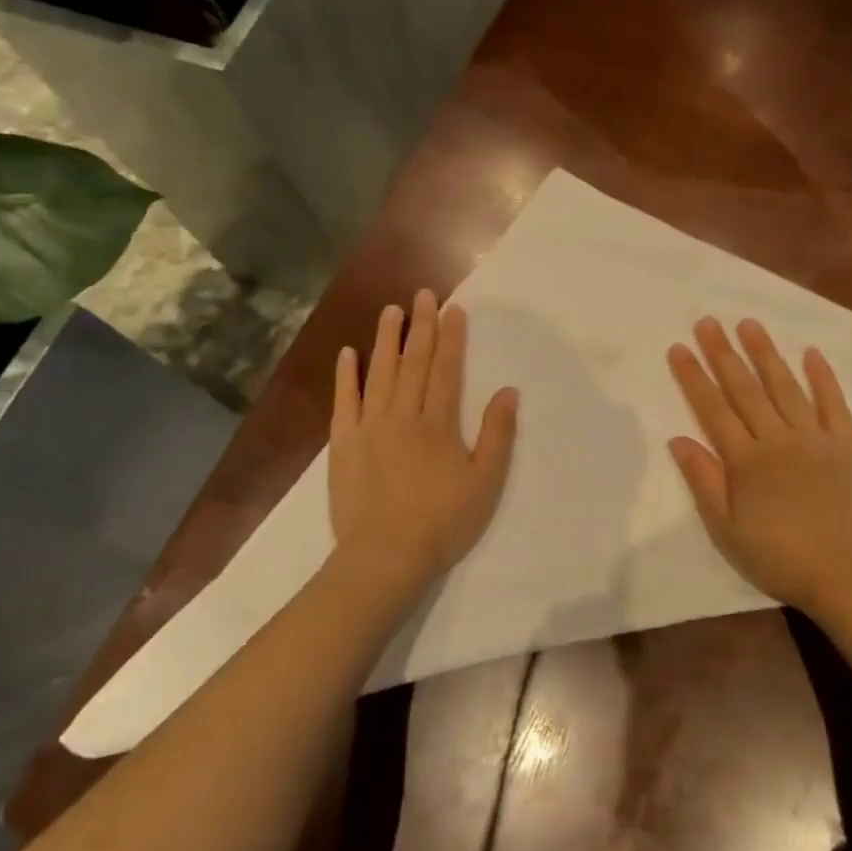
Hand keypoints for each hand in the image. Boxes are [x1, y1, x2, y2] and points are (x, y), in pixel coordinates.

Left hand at [330, 289, 518, 597]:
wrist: (385, 556)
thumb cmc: (443, 521)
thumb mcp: (485, 482)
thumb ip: (497, 434)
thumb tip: (508, 391)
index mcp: (438, 423)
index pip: (445, 369)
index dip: (451, 338)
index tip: (453, 309)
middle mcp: (402, 415)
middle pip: (412, 362)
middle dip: (420, 326)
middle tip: (422, 294)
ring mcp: (368, 427)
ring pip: (379, 373)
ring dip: (386, 340)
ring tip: (390, 311)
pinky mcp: (343, 444)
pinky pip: (345, 401)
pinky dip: (347, 376)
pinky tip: (348, 354)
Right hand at [667, 317, 851, 619]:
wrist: (851, 576)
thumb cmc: (780, 558)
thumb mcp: (728, 530)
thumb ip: (704, 481)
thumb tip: (678, 440)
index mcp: (746, 461)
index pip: (713, 409)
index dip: (694, 377)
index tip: (679, 347)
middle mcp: (778, 439)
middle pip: (746, 389)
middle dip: (724, 353)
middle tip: (708, 321)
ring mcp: (816, 439)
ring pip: (786, 387)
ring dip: (766, 354)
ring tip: (749, 324)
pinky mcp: (848, 446)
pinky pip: (834, 404)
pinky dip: (823, 377)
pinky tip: (812, 353)